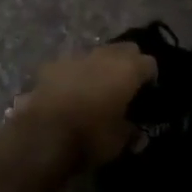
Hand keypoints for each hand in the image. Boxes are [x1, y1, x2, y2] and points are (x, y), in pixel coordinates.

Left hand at [12, 43, 155, 168]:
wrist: (41, 136)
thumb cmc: (89, 137)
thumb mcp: (119, 142)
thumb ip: (131, 133)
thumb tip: (137, 133)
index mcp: (128, 69)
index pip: (150, 63)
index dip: (151, 77)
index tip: (148, 92)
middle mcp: (105, 55)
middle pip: (125, 49)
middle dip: (128, 63)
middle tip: (125, 86)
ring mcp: (77, 56)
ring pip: (97, 54)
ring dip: (100, 67)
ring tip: (96, 89)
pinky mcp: (52, 64)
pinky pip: (72, 64)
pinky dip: (75, 74)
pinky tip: (70, 92)